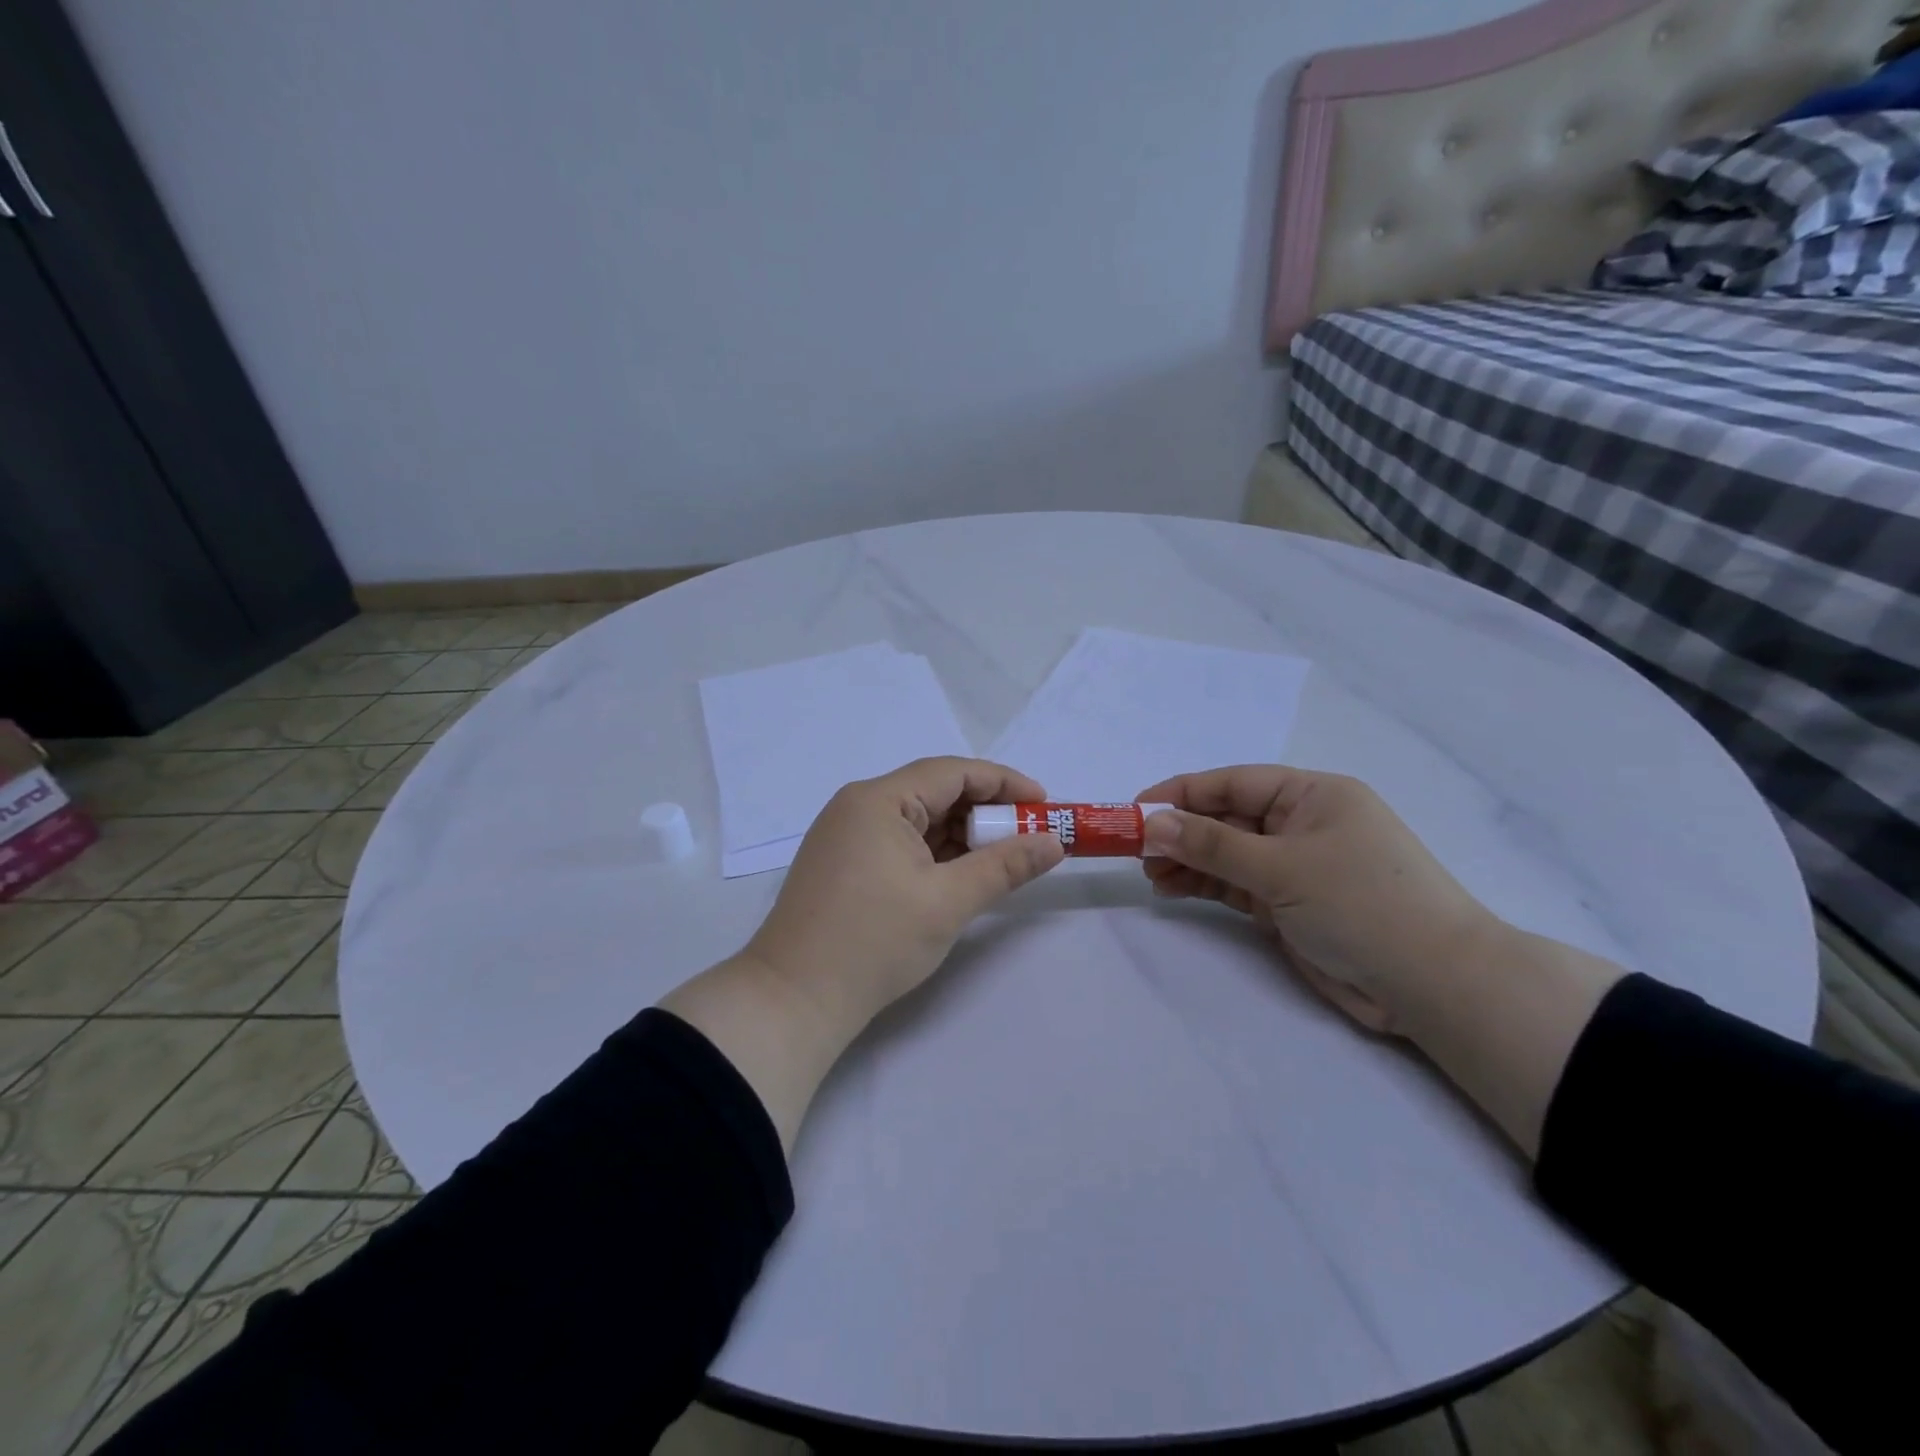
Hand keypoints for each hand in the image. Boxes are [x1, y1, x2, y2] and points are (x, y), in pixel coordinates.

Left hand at [745, 756, 1065, 1034]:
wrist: (794, 999)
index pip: (953, 772)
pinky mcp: (842, 863)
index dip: (1004, 783)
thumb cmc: (874, 941)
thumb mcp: (948, 901)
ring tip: (1002, 858)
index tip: (1044, 805)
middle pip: (934, 792)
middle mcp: (858, 806)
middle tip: (1028, 836)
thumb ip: (1005, 866)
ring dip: (960, 835)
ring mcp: (845, 835)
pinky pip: (899, 842)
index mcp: (879, 800)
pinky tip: (960, 873)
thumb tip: (1053, 843)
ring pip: (917, 820)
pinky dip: (934, 853)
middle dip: (985, 812)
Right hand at [1137, 766, 1503, 1033]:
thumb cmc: (1362, 904)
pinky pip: (1237, 885)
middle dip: (1181, 832)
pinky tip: (1173, 889)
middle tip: (1135, 851)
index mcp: (1312, 795)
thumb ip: (1212, 845)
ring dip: (1188, 861)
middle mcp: (1302, 824)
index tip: (1136, 810)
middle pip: (1227, 818)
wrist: (1434, 985)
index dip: (1182, 793)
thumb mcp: (1282, 868)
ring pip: (1228, 854)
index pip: (1234, 783)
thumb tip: (1152, 824)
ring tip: (1150, 874)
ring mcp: (1296, 866)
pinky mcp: (1290, 904)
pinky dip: (1206, 886)